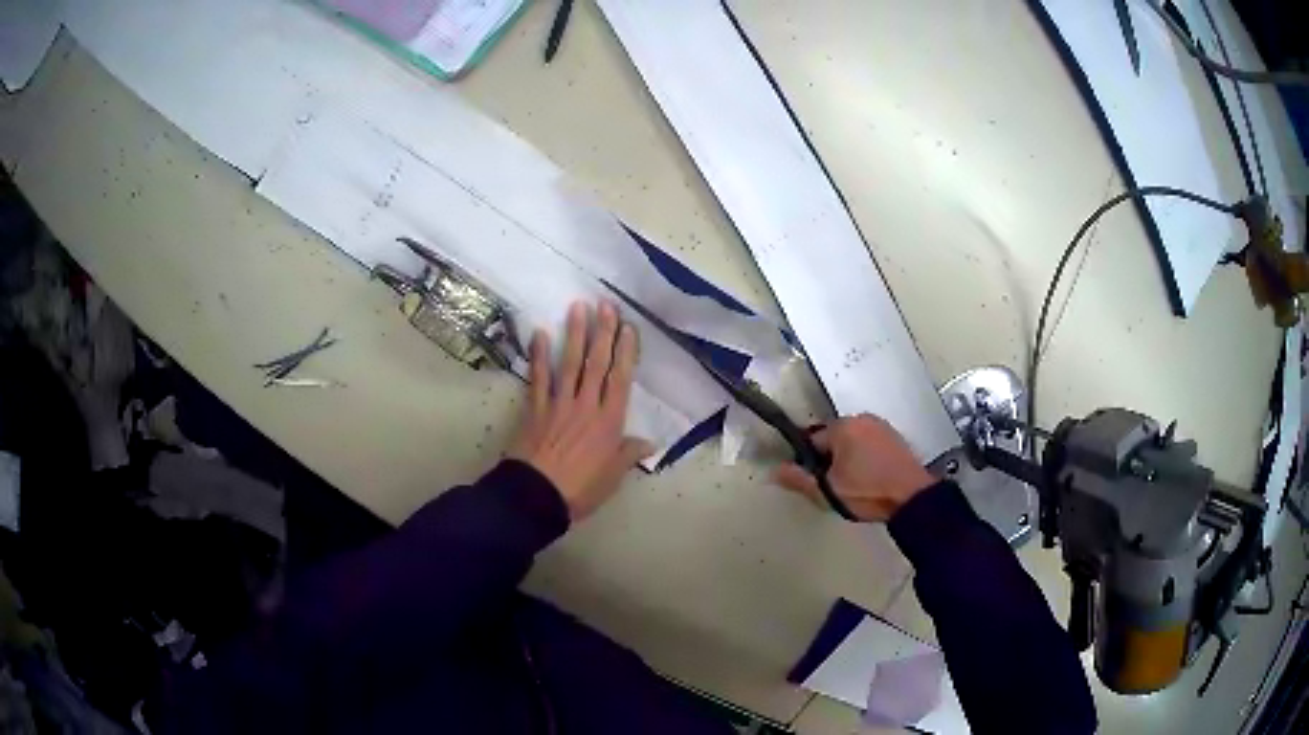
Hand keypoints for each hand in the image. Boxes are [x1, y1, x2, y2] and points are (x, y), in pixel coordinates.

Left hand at [508, 301, 655, 521]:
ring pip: (569, 363)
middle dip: (603, 333)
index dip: (625, 352)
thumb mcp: (612, 477)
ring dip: (575, 334)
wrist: (537, 496)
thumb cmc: (580, 490)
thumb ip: (628, 455)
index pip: (620, 379)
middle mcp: (586, 405)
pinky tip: (540, 334)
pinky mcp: (536, 408)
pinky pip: (538, 377)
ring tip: (578, 307)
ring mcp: (559, 404)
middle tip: (606, 305)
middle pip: (597, 363)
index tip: (628, 327)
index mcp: (609, 422)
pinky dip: (539, 355)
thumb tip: (649, 443)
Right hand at [774, 414, 935, 521]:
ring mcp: (882, 427)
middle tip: (836, 487)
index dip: (810, 463)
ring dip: (849, 460)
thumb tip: (774, 471)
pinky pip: (870, 445)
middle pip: (833, 439)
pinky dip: (866, 459)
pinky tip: (871, 480)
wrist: (912, 498)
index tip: (817, 482)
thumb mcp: (827, 491)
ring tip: (855, 487)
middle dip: (830, 460)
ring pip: (853, 443)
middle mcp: (862, 419)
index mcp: (842, 426)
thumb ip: (798, 480)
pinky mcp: (896, 439)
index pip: (812, 440)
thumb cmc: (867, 492)